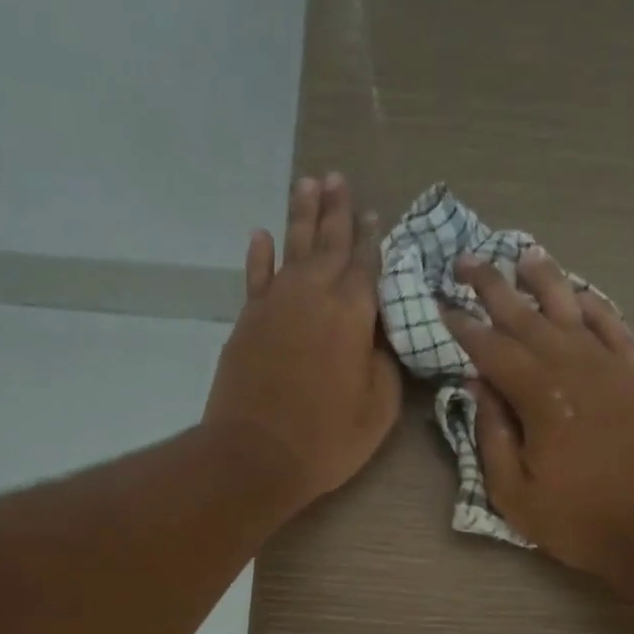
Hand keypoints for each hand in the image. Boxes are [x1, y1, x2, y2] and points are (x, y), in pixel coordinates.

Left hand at [203, 173, 401, 507]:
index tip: (376, 214)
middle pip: (329, 244)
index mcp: (352, 314)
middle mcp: (313, 296)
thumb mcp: (379, 408)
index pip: (367, 266)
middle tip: (340, 179)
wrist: (256, 455)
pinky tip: (262, 235)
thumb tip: (379, 336)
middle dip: (337, 211)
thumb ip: (385, 363)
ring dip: (301, 216)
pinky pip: (256, 277)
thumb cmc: (327, 438)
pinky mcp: (248, 321)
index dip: (373, 240)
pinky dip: (260, 254)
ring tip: (309, 183)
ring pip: (292, 248)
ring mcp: (275, 305)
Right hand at [443, 247, 633, 576]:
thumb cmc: (578, 517)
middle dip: (492, 287)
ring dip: (545, 279)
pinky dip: (594, 306)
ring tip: (523, 255)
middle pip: (526, 316)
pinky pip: (613, 326)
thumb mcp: (514, 492)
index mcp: (538, 396)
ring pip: (572, 308)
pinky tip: (579, 293)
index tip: (440, 305)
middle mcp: (572, 366)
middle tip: (466, 261)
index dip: (461, 326)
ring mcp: (609, 366)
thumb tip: (476, 386)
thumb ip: (491, 435)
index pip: (490, 349)